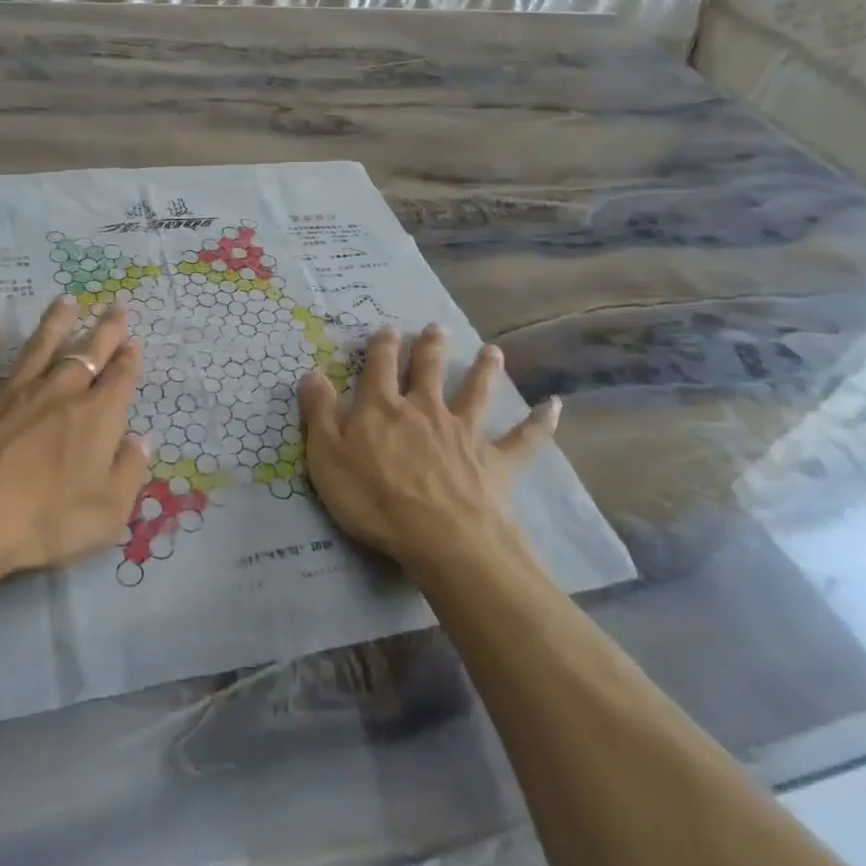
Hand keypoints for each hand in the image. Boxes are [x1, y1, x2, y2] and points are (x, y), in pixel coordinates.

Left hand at [0, 296, 150, 614]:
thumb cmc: (45, 521)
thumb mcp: (108, 512)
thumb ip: (129, 472)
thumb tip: (140, 439)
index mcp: (96, 417)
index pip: (120, 379)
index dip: (129, 359)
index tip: (134, 342)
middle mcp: (59, 393)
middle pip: (87, 353)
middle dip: (105, 329)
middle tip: (115, 305)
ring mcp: (14, 392)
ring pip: (40, 346)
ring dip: (56, 322)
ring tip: (66, 300)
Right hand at [297, 323, 560, 576]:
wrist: (440, 538)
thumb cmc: (374, 499)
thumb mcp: (327, 456)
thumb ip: (319, 413)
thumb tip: (311, 372)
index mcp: (383, 408)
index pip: (380, 367)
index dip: (382, 346)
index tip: (387, 328)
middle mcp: (426, 409)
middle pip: (430, 370)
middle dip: (431, 347)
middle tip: (436, 327)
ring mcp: (465, 432)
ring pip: (477, 392)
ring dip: (485, 370)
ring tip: (492, 351)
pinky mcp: (496, 461)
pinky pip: (523, 438)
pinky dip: (540, 422)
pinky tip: (554, 406)